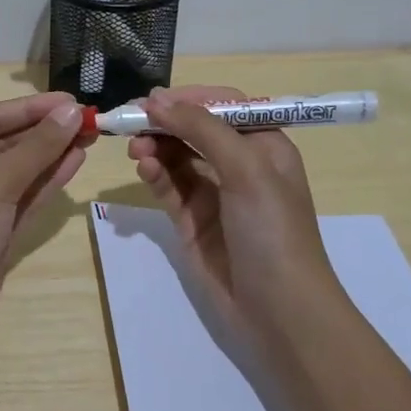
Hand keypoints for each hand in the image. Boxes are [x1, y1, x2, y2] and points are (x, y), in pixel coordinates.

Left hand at [0, 91, 90, 349]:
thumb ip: (36, 146)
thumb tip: (72, 112)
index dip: (31, 108)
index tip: (72, 100)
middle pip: (5, 144)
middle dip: (45, 131)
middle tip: (90, 119)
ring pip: (19, 172)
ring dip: (51, 154)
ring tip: (90, 136)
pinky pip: (23, 198)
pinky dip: (47, 182)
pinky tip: (75, 163)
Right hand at [127, 85, 346, 348]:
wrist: (280, 311)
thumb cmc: (273, 231)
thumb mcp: (246, 169)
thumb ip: (202, 129)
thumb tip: (157, 98)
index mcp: (264, 146)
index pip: (223, 107)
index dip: (189, 99)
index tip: (153, 99)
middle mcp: (239, 166)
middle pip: (195, 130)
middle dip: (165, 123)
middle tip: (130, 122)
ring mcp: (214, 195)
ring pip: (177, 158)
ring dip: (156, 147)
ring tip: (135, 149)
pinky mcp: (192, 222)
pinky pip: (169, 187)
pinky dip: (155, 174)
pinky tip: (144, 168)